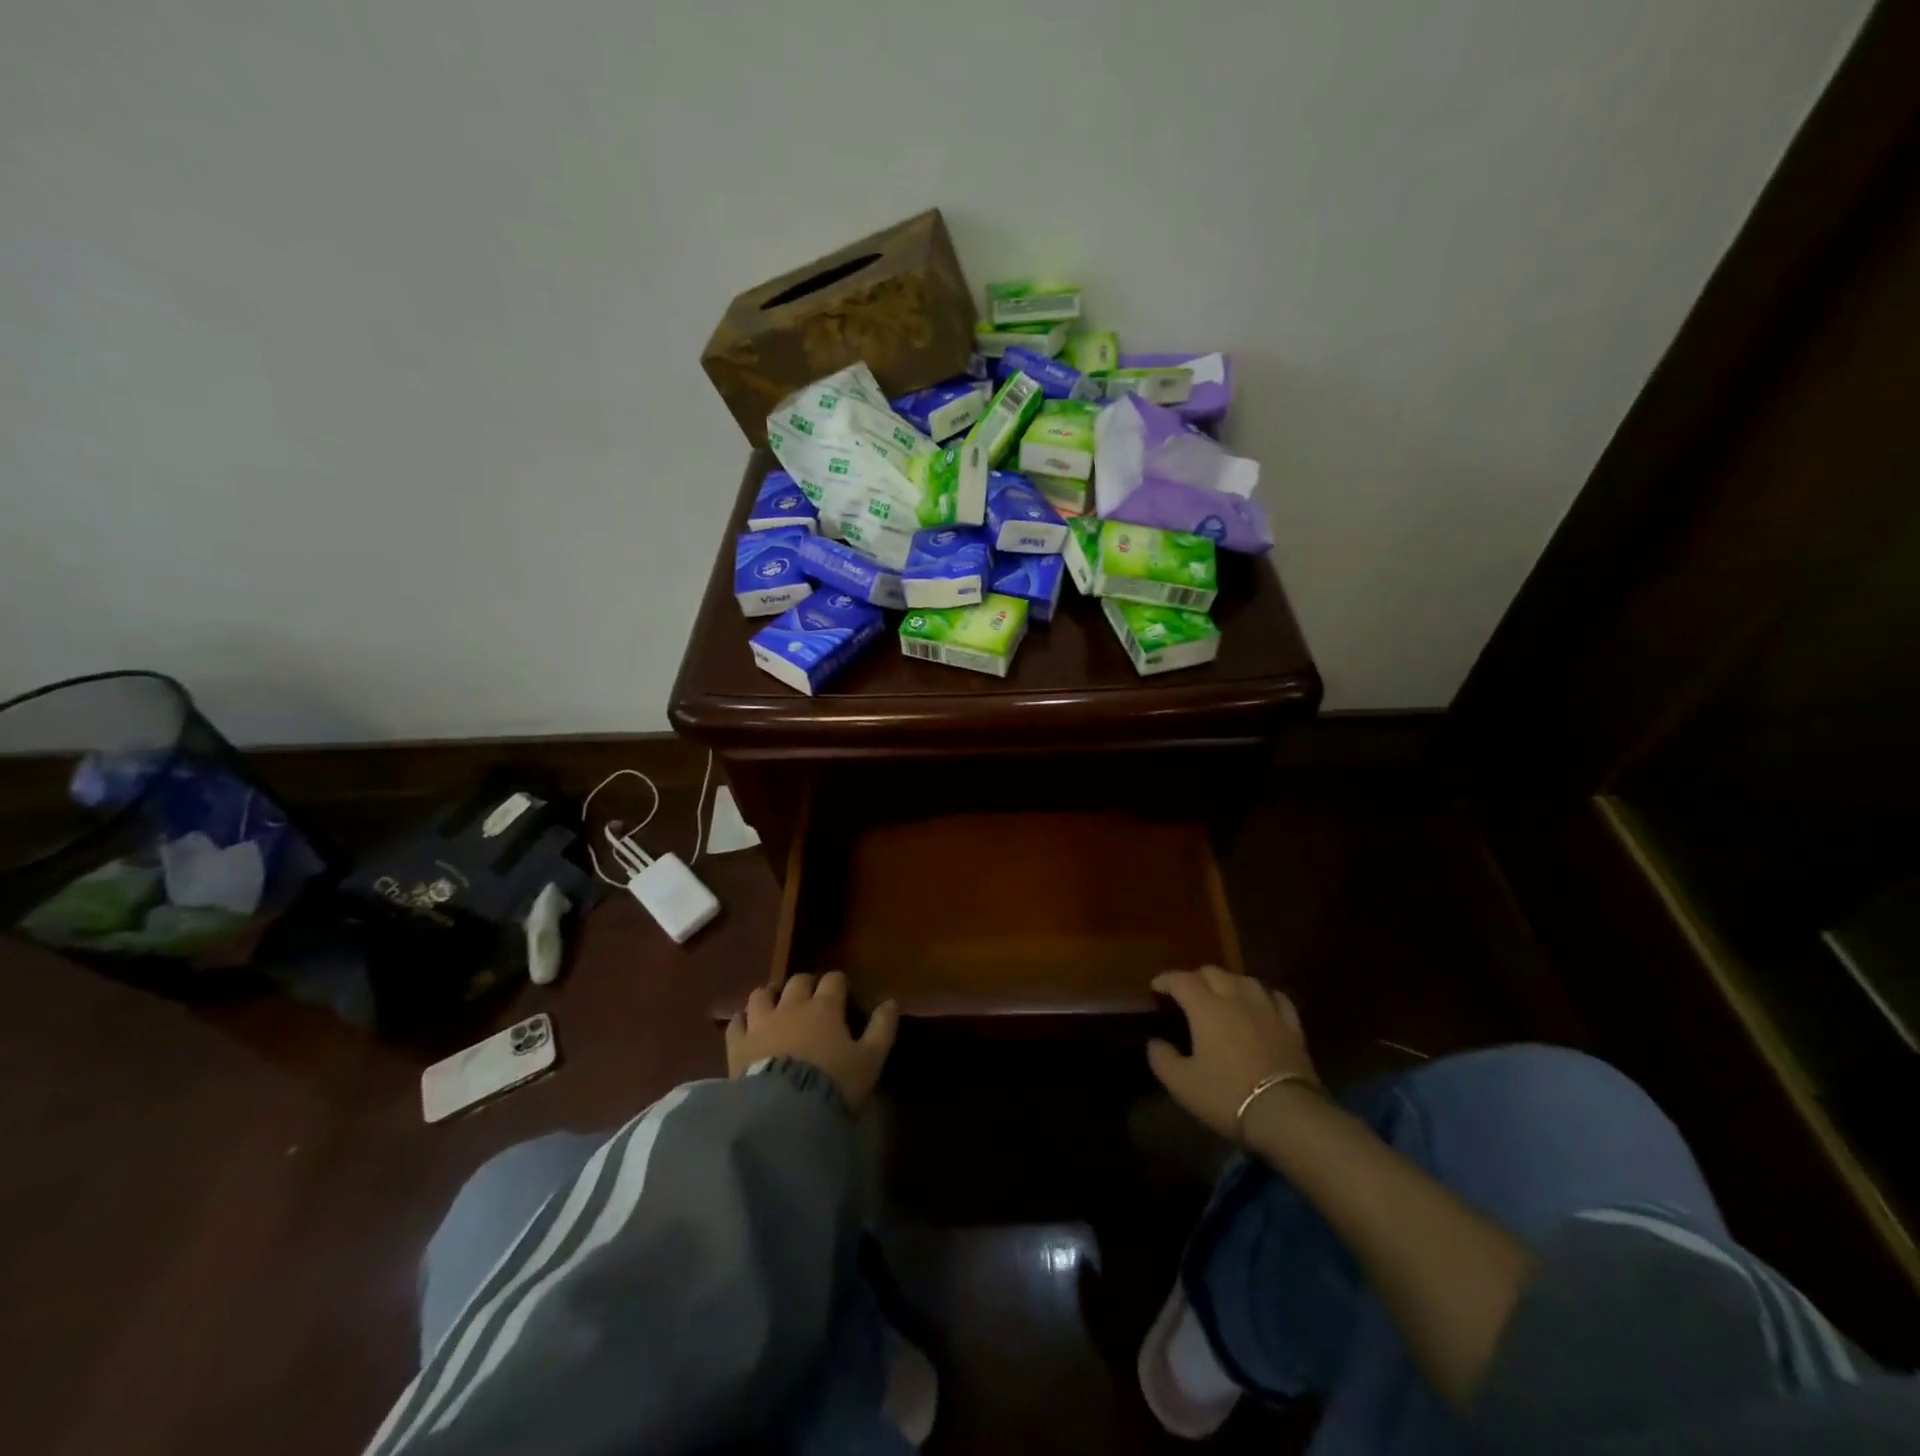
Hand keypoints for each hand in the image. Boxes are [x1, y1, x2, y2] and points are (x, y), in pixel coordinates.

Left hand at [726, 971, 898, 1113]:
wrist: (784, 1113)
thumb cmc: (833, 1084)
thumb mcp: (870, 1060)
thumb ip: (882, 1028)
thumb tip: (892, 1002)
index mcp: (825, 1007)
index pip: (833, 980)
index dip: (838, 983)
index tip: (843, 992)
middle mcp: (792, 1005)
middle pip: (798, 981)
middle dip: (806, 984)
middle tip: (811, 997)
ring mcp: (761, 1022)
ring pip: (762, 994)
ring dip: (771, 995)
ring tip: (775, 1005)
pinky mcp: (738, 1044)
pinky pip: (736, 1022)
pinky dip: (742, 1020)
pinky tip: (746, 1026)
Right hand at [1147, 966, 1319, 1139]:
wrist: (1287, 1115)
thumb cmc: (1228, 1096)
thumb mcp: (1182, 1084)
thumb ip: (1162, 1059)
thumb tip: (1154, 1042)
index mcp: (1206, 1008)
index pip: (1182, 980)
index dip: (1166, 980)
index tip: (1156, 986)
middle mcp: (1236, 999)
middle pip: (1214, 973)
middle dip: (1196, 977)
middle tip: (1187, 992)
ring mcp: (1267, 1011)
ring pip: (1246, 980)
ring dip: (1229, 982)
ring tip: (1223, 993)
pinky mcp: (1292, 1028)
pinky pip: (1278, 999)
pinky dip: (1264, 996)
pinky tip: (1262, 1002)